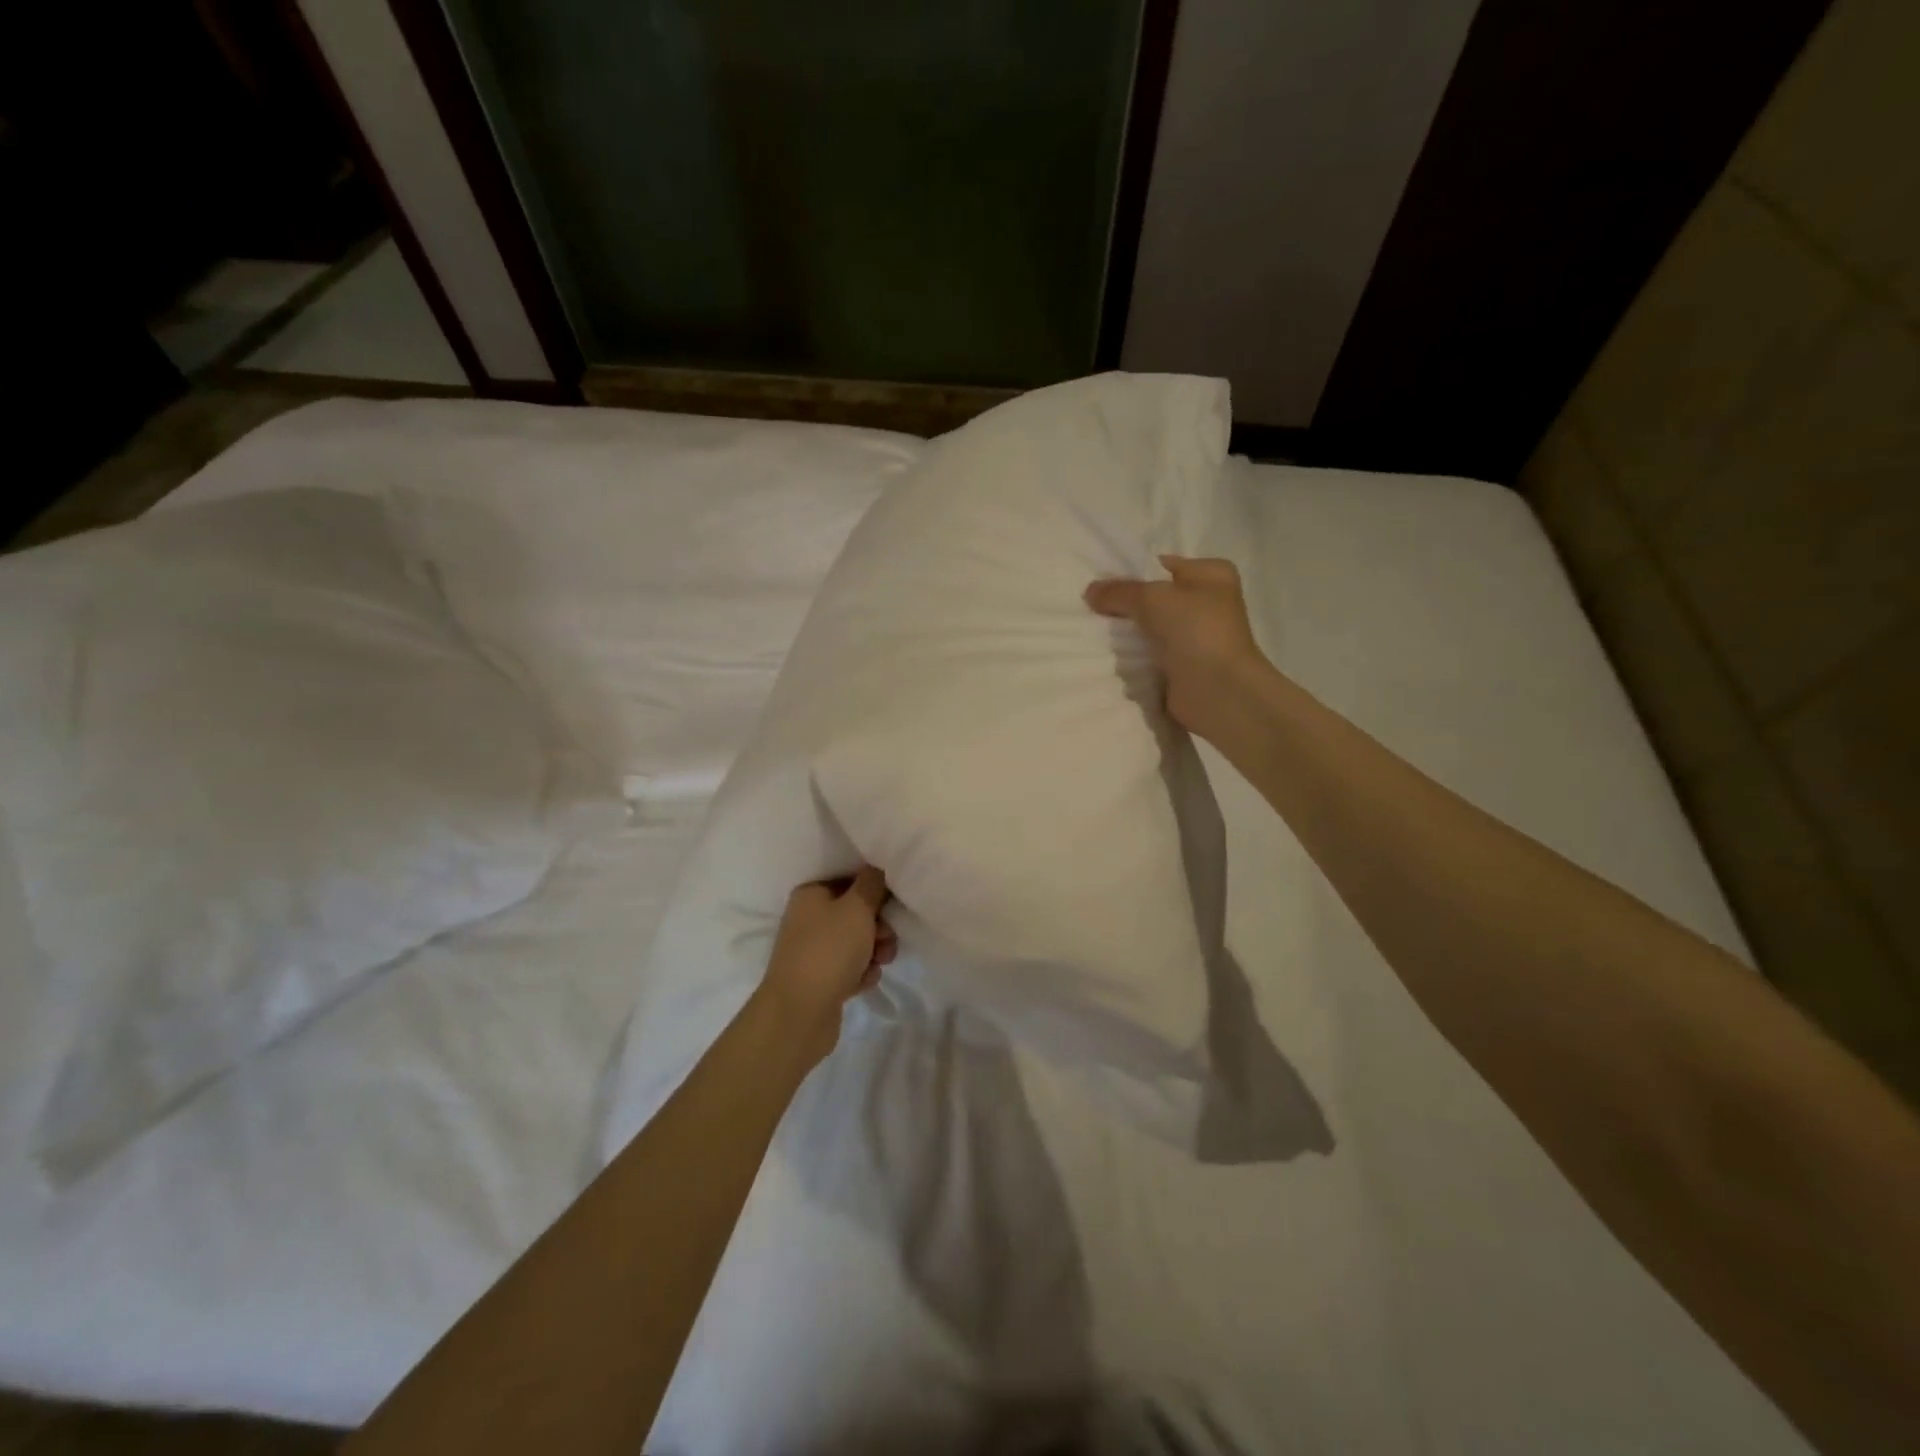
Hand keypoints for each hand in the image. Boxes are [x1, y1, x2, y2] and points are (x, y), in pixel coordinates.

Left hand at [757, 866, 896, 1065]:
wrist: (799, 1013)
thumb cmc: (829, 950)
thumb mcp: (857, 908)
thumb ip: (872, 883)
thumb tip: (876, 867)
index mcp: (811, 894)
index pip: (850, 880)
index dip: (874, 891)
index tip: (892, 903)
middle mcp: (808, 919)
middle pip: (855, 913)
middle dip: (878, 926)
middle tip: (887, 938)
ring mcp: (813, 951)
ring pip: (856, 942)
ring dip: (874, 950)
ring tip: (880, 962)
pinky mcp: (820, 979)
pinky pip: (850, 968)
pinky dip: (861, 972)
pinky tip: (863, 982)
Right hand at [1085, 555, 1267, 742]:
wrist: (1218, 692)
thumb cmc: (1195, 632)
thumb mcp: (1153, 599)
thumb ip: (1119, 591)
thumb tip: (1090, 591)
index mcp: (1211, 575)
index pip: (1161, 566)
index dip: (1129, 573)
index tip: (1097, 584)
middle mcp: (1206, 603)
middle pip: (1153, 599)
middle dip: (1124, 607)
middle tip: (1092, 611)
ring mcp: (1194, 637)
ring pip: (1148, 629)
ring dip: (1126, 635)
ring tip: (1096, 634)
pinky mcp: (1181, 666)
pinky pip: (1148, 655)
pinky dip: (1132, 658)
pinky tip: (1110, 658)